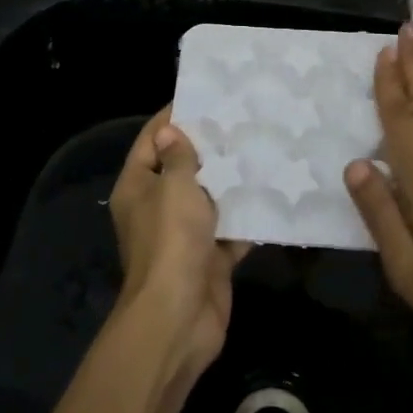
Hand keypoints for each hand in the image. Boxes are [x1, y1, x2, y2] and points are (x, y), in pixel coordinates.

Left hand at [109, 106, 247, 381]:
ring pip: (210, 198)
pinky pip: (230, 228)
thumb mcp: (175, 188)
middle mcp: (158, 206)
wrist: (179, 317)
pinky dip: (248, 215)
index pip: (153, 140)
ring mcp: (184, 234)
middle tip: (244, 118)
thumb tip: (172, 131)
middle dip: (211, 146)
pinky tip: (274, 191)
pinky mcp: (209, 256)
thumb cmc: (172, 242)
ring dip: (233, 180)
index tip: (206, 96)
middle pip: (183, 168)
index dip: (175, 117)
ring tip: (264, 146)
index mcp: (139, 186)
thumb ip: (179, 157)